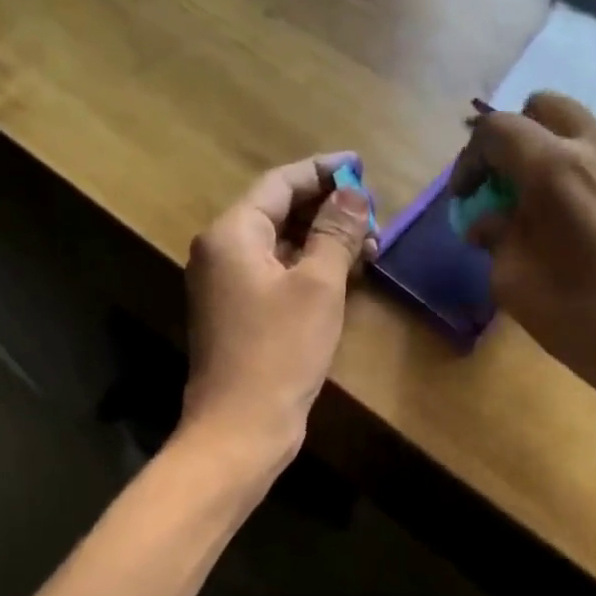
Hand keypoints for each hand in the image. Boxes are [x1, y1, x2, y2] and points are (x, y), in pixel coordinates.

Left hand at [181, 153, 376, 465]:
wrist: (241, 427)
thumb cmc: (280, 351)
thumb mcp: (318, 286)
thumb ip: (336, 232)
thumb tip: (353, 193)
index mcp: (233, 234)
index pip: (280, 183)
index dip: (323, 172)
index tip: (362, 168)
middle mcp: (222, 251)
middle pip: (278, 211)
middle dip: (327, 209)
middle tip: (374, 214)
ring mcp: (228, 285)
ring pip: (280, 245)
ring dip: (322, 240)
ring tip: (371, 245)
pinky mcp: (240, 314)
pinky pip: (276, 274)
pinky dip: (309, 268)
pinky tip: (345, 275)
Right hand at [451, 92, 595, 416]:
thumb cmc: (582, 319)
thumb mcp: (514, 282)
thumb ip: (495, 236)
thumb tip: (487, 221)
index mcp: (555, 168)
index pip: (497, 130)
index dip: (470, 159)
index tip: (465, 197)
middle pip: (543, 108)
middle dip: (513, 140)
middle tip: (503, 186)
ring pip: (580, 126)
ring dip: (550, 151)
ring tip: (541, 203)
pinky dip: (582, 166)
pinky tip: (579, 215)